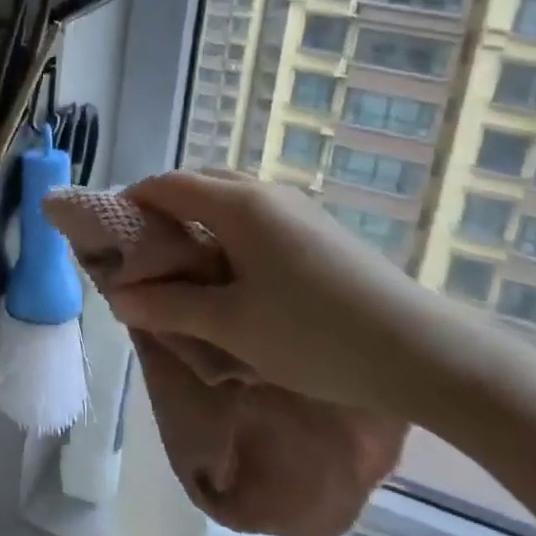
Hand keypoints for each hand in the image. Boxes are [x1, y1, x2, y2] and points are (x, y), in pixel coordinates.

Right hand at [87, 171, 490, 420]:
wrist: (424, 352)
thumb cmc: (316, 336)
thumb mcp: (232, 327)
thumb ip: (169, 307)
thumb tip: (118, 297)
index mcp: (238, 204)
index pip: (166, 185)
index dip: (131, 204)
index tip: (110, 238)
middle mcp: (265, 191)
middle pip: (197, 183)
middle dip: (163, 212)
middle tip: (145, 257)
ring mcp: (297, 206)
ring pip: (229, 198)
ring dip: (198, 222)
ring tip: (186, 269)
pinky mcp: (319, 228)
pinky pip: (256, 215)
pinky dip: (229, 232)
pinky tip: (235, 275)